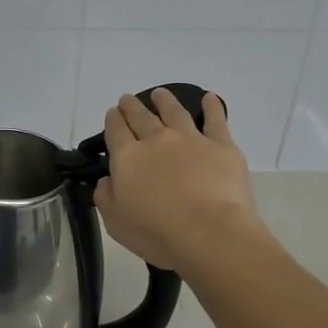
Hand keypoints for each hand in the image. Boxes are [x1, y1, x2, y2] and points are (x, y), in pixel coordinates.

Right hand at [93, 89, 265, 275]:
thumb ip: (106, 197)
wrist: (210, 233)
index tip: (113, 112)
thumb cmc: (157, 233)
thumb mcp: (116, 222)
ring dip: (165, 101)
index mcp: (128, 158)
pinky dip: (211, 107)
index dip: (113, 120)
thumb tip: (107, 180)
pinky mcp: (221, 146)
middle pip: (141, 117)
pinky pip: (215, 120)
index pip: (116, 131)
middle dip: (132, 106)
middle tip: (128, 99)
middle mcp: (156, 141)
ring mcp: (190, 140)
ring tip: (160, 94)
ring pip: (174, 112)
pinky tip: (210, 98)